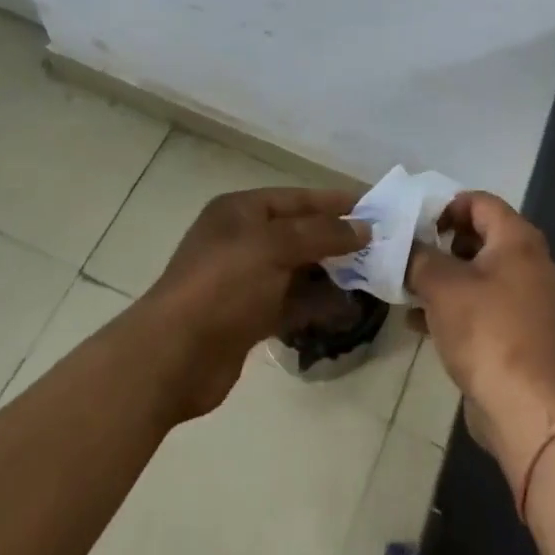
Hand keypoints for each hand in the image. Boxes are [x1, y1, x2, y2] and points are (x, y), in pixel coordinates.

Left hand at [138, 187, 366, 420]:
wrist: (173, 356)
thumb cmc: (223, 285)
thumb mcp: (273, 246)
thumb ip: (321, 234)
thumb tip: (364, 228)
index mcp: (240, 211)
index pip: (296, 198)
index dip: (334, 202)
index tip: (375, 207)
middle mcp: (242, 240)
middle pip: (299, 233)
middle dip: (337, 240)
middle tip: (381, 247)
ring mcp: (244, 280)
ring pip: (298, 270)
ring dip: (331, 274)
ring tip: (372, 278)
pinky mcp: (248, 318)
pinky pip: (291, 304)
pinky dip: (316, 305)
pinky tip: (347, 311)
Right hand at [407, 193, 554, 487]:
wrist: (522, 404)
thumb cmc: (484, 330)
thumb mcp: (440, 285)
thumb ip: (418, 256)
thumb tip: (406, 246)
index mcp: (517, 239)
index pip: (481, 201)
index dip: (446, 206)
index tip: (416, 224)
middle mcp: (529, 261)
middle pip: (480, 235)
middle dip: (441, 243)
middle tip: (410, 253)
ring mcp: (528, 297)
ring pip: (479, 271)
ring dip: (444, 275)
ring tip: (408, 287)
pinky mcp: (520, 328)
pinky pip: (483, 302)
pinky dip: (455, 303)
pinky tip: (418, 321)